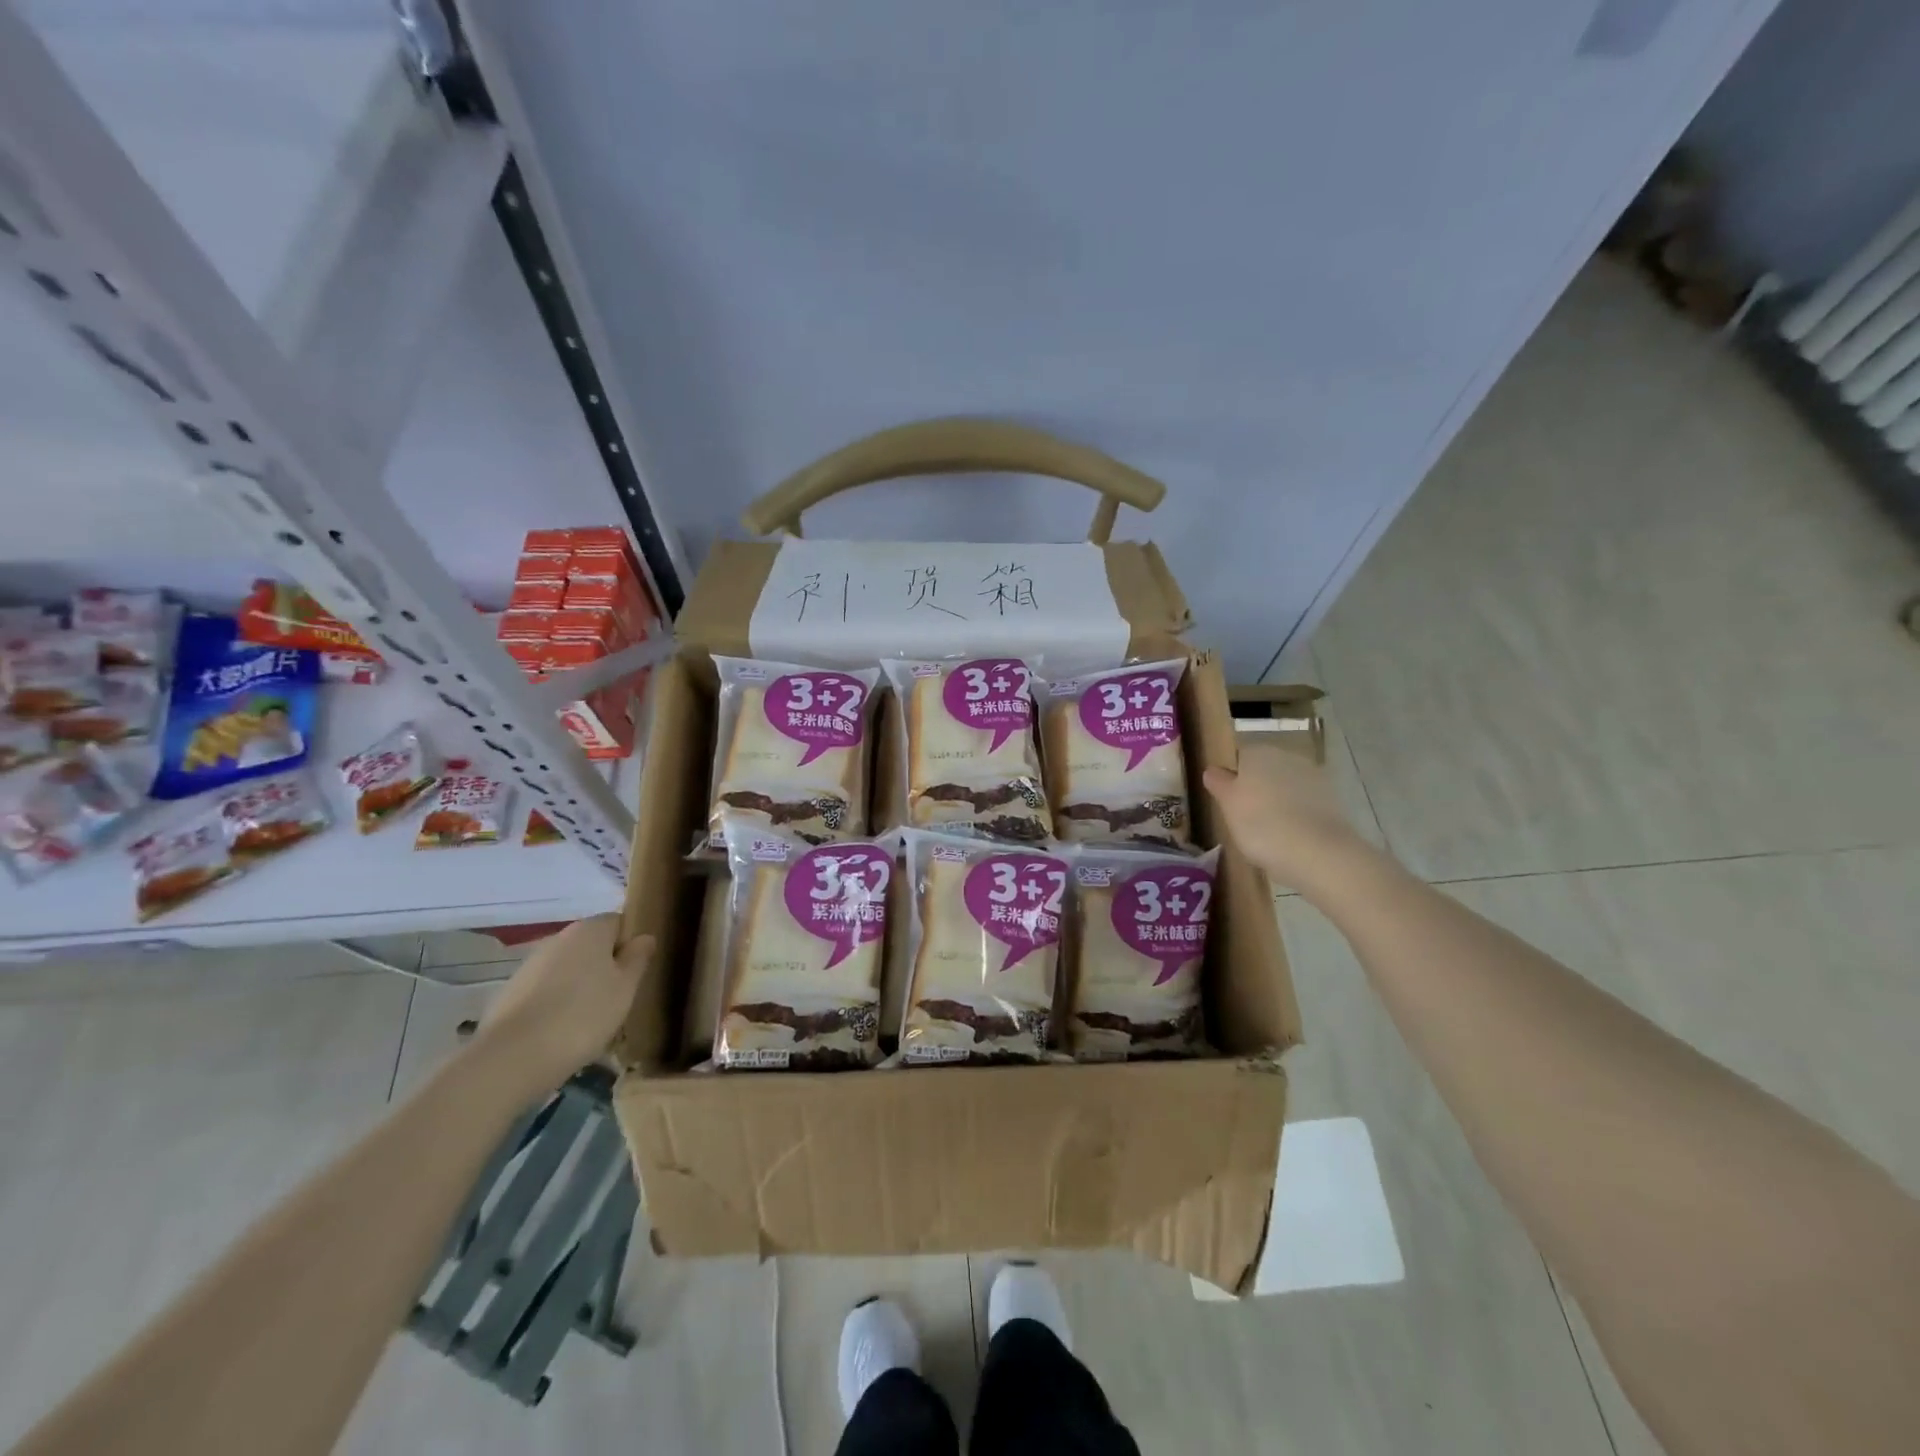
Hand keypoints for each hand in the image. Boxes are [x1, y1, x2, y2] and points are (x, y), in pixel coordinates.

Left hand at [473, 915, 652, 1094]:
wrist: (512, 1057)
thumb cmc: (583, 1015)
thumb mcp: (625, 988)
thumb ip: (638, 958)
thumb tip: (645, 937)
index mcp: (590, 930)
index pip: (619, 922)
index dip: (630, 945)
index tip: (635, 973)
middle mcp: (558, 938)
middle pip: (592, 945)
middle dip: (605, 966)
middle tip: (617, 999)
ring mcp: (530, 964)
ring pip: (567, 969)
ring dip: (580, 986)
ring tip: (589, 1020)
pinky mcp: (510, 992)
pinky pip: (545, 990)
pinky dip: (556, 1003)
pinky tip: (561, 1031)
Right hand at [1202, 744, 1371, 892]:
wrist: (1318, 852)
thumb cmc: (1261, 824)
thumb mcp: (1227, 805)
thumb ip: (1219, 783)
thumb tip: (1213, 770)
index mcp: (1257, 752)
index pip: (1239, 757)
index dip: (1232, 778)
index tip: (1228, 801)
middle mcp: (1287, 756)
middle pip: (1266, 770)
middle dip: (1257, 788)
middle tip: (1246, 818)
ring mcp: (1314, 777)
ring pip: (1287, 787)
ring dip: (1279, 802)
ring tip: (1270, 832)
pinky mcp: (1334, 800)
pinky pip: (1306, 804)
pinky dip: (1298, 816)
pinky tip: (1292, 837)